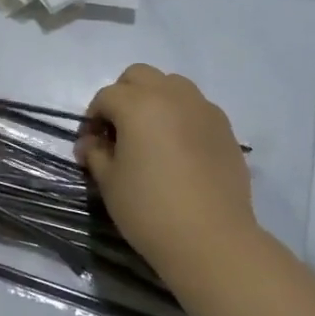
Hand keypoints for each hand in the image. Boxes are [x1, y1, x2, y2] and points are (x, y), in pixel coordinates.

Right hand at [78, 64, 257, 276]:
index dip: (92, 118)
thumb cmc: (150, 210)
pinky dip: (181, 115)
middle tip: (118, 130)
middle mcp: (171, 95)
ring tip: (150, 134)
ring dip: (155, 99)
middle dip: (123, 95)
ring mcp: (203, 108)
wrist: (211, 239)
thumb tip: (90, 143)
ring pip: (172, 84)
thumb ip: (96, 154)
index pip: (106, 96)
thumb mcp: (110, 183)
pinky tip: (179, 148)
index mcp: (138, 105)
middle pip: (139, 76)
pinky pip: (196, 107)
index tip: (90, 145)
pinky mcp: (224, 127)